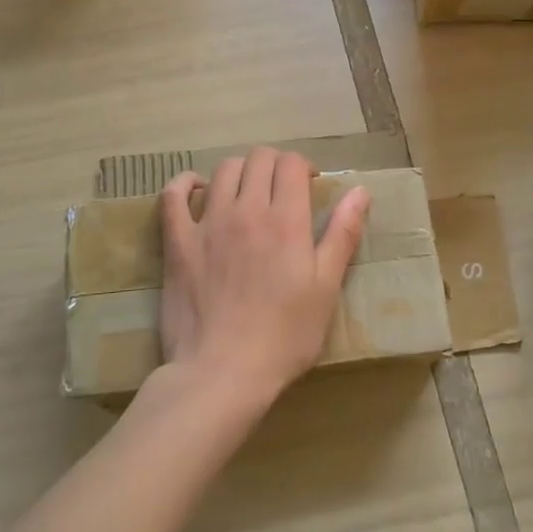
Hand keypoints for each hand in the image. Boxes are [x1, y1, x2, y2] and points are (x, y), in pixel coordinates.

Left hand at [156, 148, 369, 412]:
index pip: (292, 164)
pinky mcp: (177, 242)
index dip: (303, 167)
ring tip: (247, 193)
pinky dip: (184, 183)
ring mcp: (207, 224)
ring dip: (240, 171)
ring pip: (223, 170)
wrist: (222, 373)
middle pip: (258, 159)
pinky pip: (173, 196)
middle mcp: (246, 210)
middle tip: (282, 191)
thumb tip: (359, 191)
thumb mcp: (326, 288)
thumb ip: (342, 234)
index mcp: (286, 220)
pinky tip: (196, 188)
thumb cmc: (284, 336)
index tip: (309, 187)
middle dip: (275, 165)